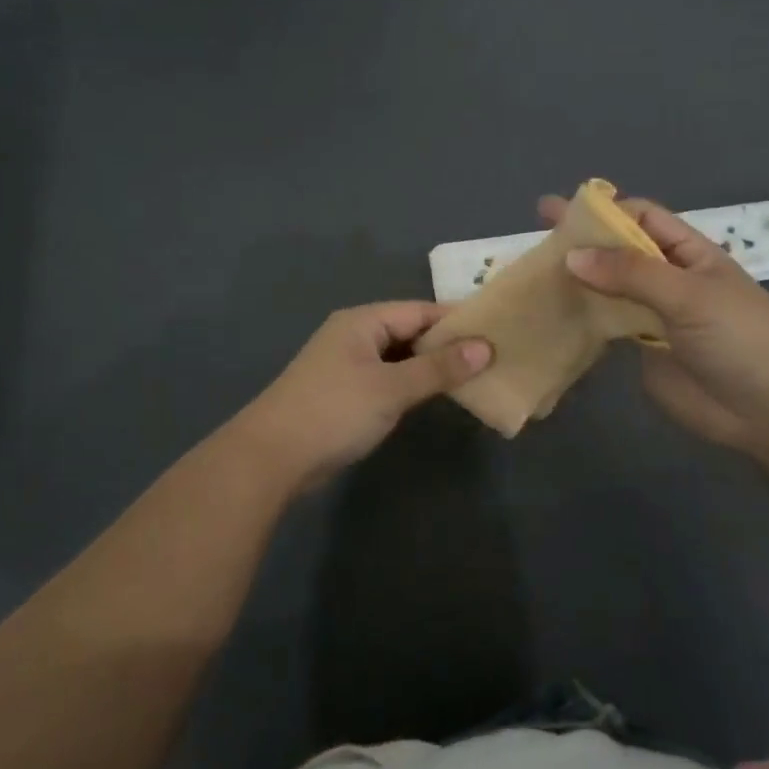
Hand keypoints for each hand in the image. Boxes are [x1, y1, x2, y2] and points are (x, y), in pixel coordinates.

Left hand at [225, 303, 492, 494]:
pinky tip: (434, 397)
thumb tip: (485, 347)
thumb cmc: (334, 412)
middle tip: (492, 358)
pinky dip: (411, 385)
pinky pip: (387, 379)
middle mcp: (354, 336)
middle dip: (447, 345)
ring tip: (474, 377)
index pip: (420, 311)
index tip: (497, 331)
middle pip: (410, 332)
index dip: (457, 321)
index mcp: (363, 321)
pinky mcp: (344, 394)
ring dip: (430, 367)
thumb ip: (438, 368)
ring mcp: (347, 365)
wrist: (271, 457)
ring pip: (399, 358)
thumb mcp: (391, 388)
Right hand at [539, 194, 768, 454]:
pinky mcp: (639, 349)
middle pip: (618, 251)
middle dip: (581, 240)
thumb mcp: (690, 294)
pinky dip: (578, 316)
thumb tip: (572, 256)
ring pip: (606, 288)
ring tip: (532, 269)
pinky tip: (548, 311)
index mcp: (688, 253)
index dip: (605, 211)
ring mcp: (651, 314)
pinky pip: (603, 325)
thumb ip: (631, 274)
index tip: (562, 211)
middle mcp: (666, 278)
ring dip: (575, 278)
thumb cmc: (741, 338)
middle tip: (536, 228)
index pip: (641, 218)